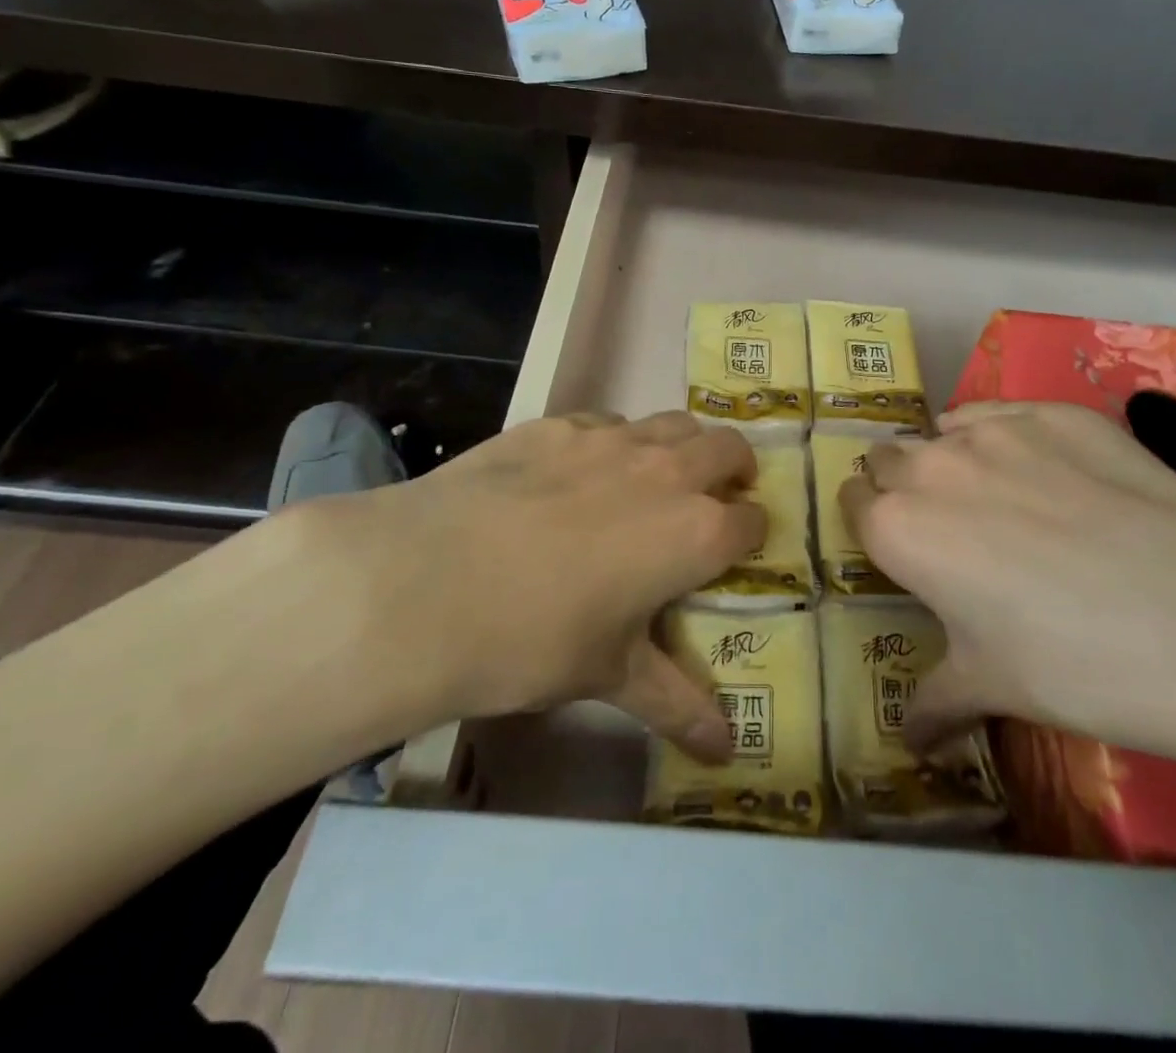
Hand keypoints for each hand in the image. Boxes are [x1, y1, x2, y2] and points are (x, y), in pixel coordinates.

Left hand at [285, 411, 764, 761]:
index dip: (750, 536)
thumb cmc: (534, 641)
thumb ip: (677, 703)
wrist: (424, 586)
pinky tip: (578, 475)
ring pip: (673, 423)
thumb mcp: (610, 675)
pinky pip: (607, 422)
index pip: (751, 522)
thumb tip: (726, 753)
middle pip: (728, 449)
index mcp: (695, 532)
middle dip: (734, 471)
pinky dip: (615, 442)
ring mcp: (610, 439)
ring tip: (656, 480)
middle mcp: (666, 472)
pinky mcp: (557, 425)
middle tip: (715, 499)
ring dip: (681, 447)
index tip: (736, 552)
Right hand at [839, 401, 1175, 775]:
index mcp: (898, 528)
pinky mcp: (1055, 411)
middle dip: (903, 486)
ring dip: (953, 459)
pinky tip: (1056, 476)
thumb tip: (910, 742)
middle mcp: (931, 465)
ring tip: (1004, 499)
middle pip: (888, 458)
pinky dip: (1009, 438)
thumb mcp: (994, 688)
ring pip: (946, 431)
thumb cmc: (1076, 664)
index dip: (872, 524)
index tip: (898, 548)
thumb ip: (934, 703)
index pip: (853, 503)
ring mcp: (996, 429)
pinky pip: (1004, 414)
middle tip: (949, 528)